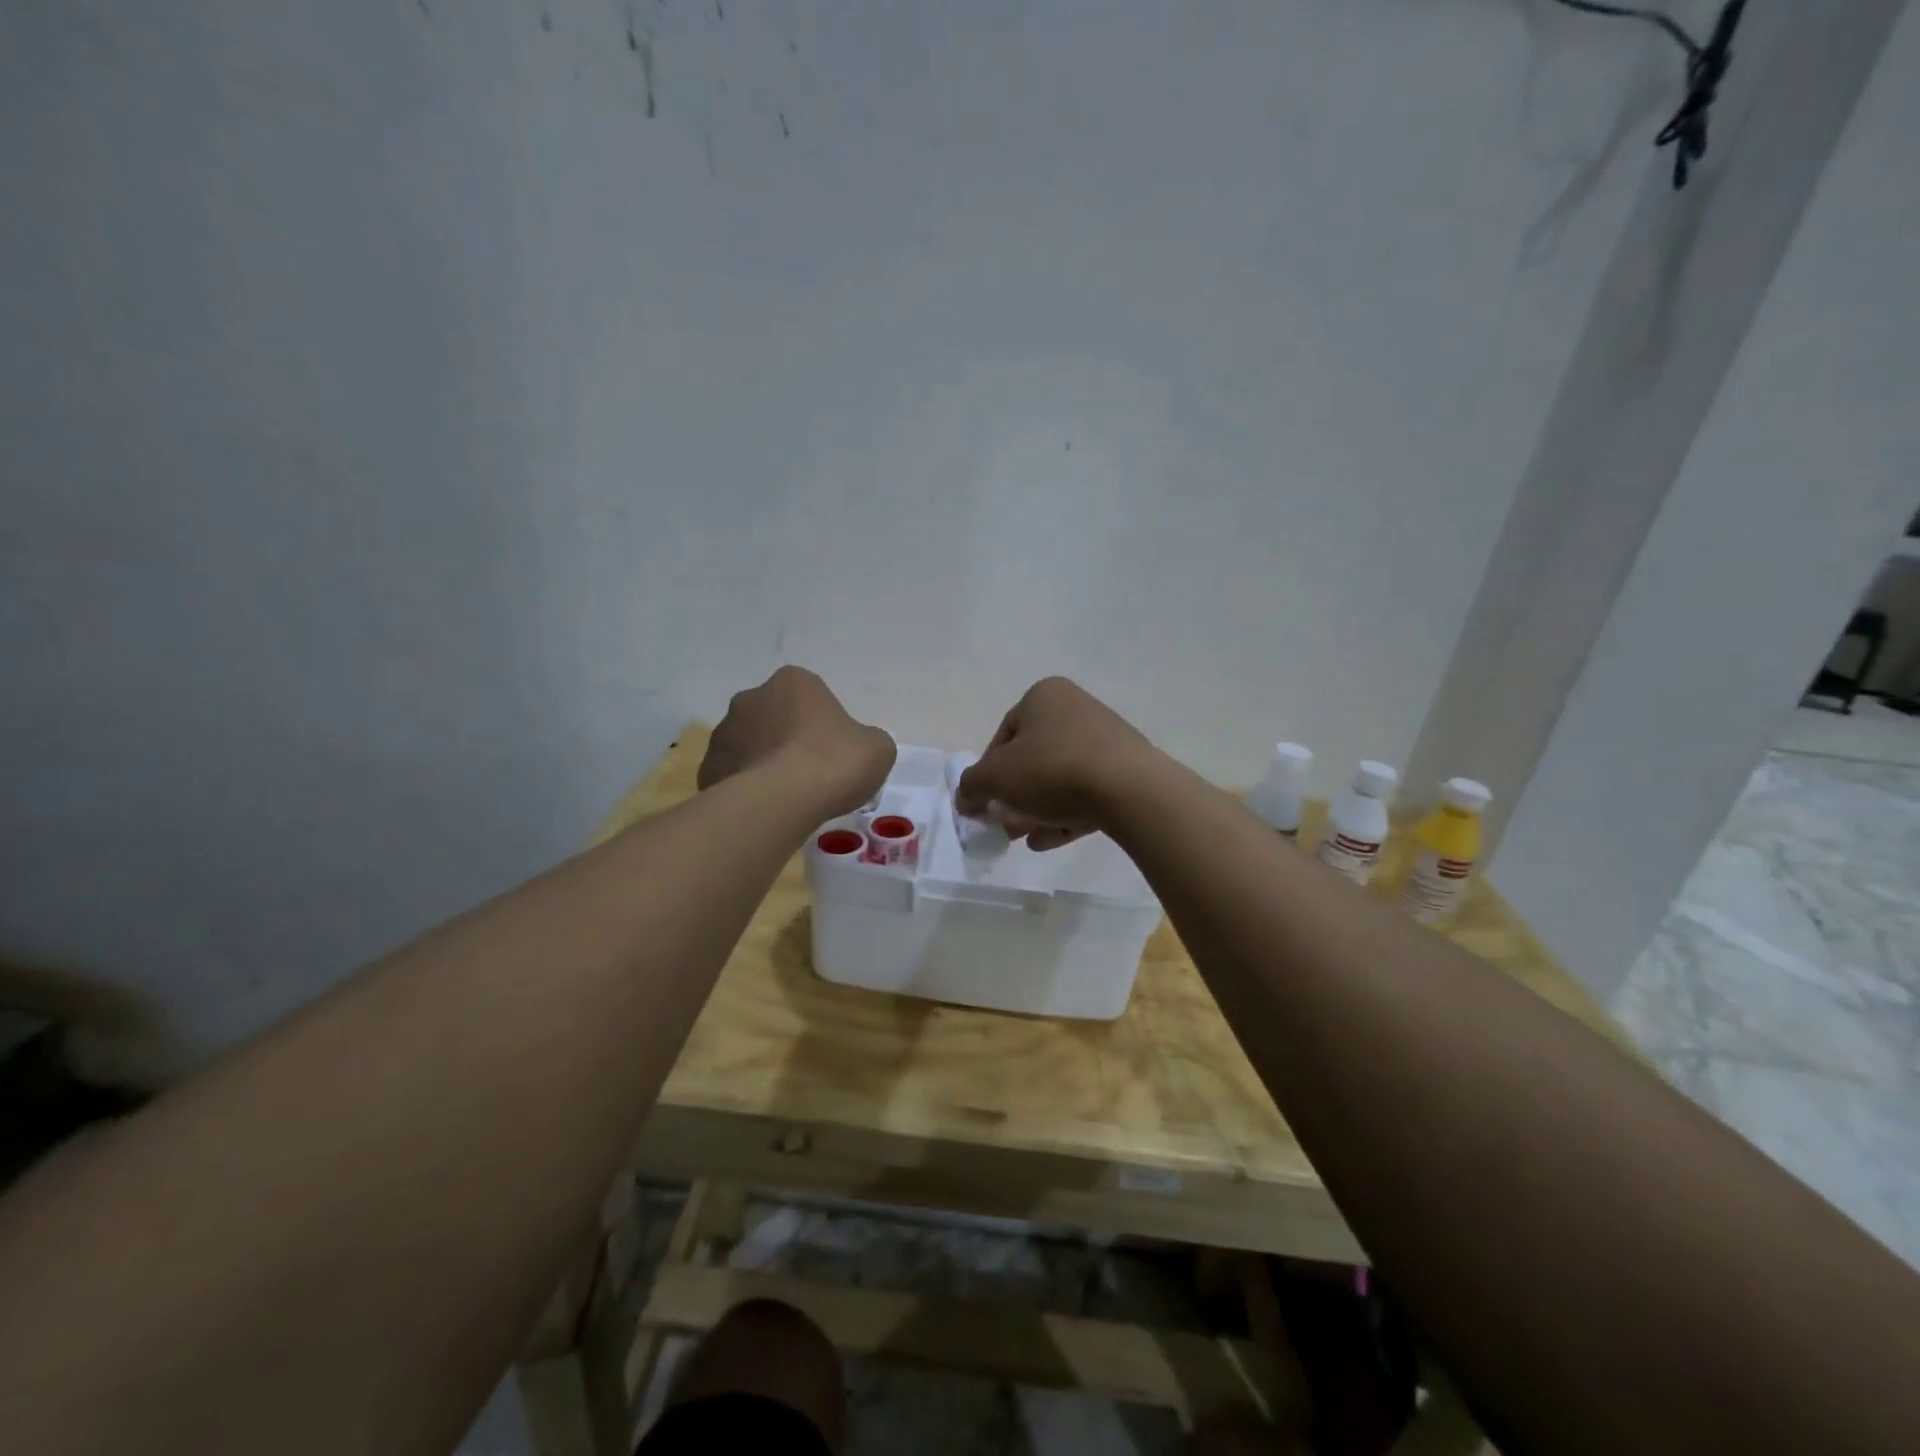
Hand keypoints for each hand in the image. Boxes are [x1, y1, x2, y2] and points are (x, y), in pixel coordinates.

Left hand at [700, 667, 895, 817]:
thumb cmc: (834, 762)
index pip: (811, 698)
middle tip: (811, 774)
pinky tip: (766, 810)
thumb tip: (857, 748)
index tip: (835, 754)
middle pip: (776, 719)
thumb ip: (867, 741)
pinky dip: (746, 790)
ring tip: (788, 799)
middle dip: (788, 741)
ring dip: (765, 764)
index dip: (825, 726)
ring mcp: (724, 733)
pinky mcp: (708, 768)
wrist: (782, 801)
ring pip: (751, 747)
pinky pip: (733, 777)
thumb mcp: (878, 748)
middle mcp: (751, 697)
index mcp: (793, 682)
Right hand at [956, 678, 1157, 849]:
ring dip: (1036, 809)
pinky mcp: (1126, 770)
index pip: (1004, 735)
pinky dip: (1064, 814)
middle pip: (1032, 758)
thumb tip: (966, 798)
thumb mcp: (995, 777)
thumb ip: (971, 786)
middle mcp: (1075, 709)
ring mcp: (1105, 739)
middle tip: (1003, 825)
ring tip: (1023, 838)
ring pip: (1059, 778)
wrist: (1129, 790)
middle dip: (1013, 795)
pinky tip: (1048, 841)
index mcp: (1043, 696)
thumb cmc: (1053, 769)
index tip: (985, 802)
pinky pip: (1086, 792)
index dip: (988, 772)